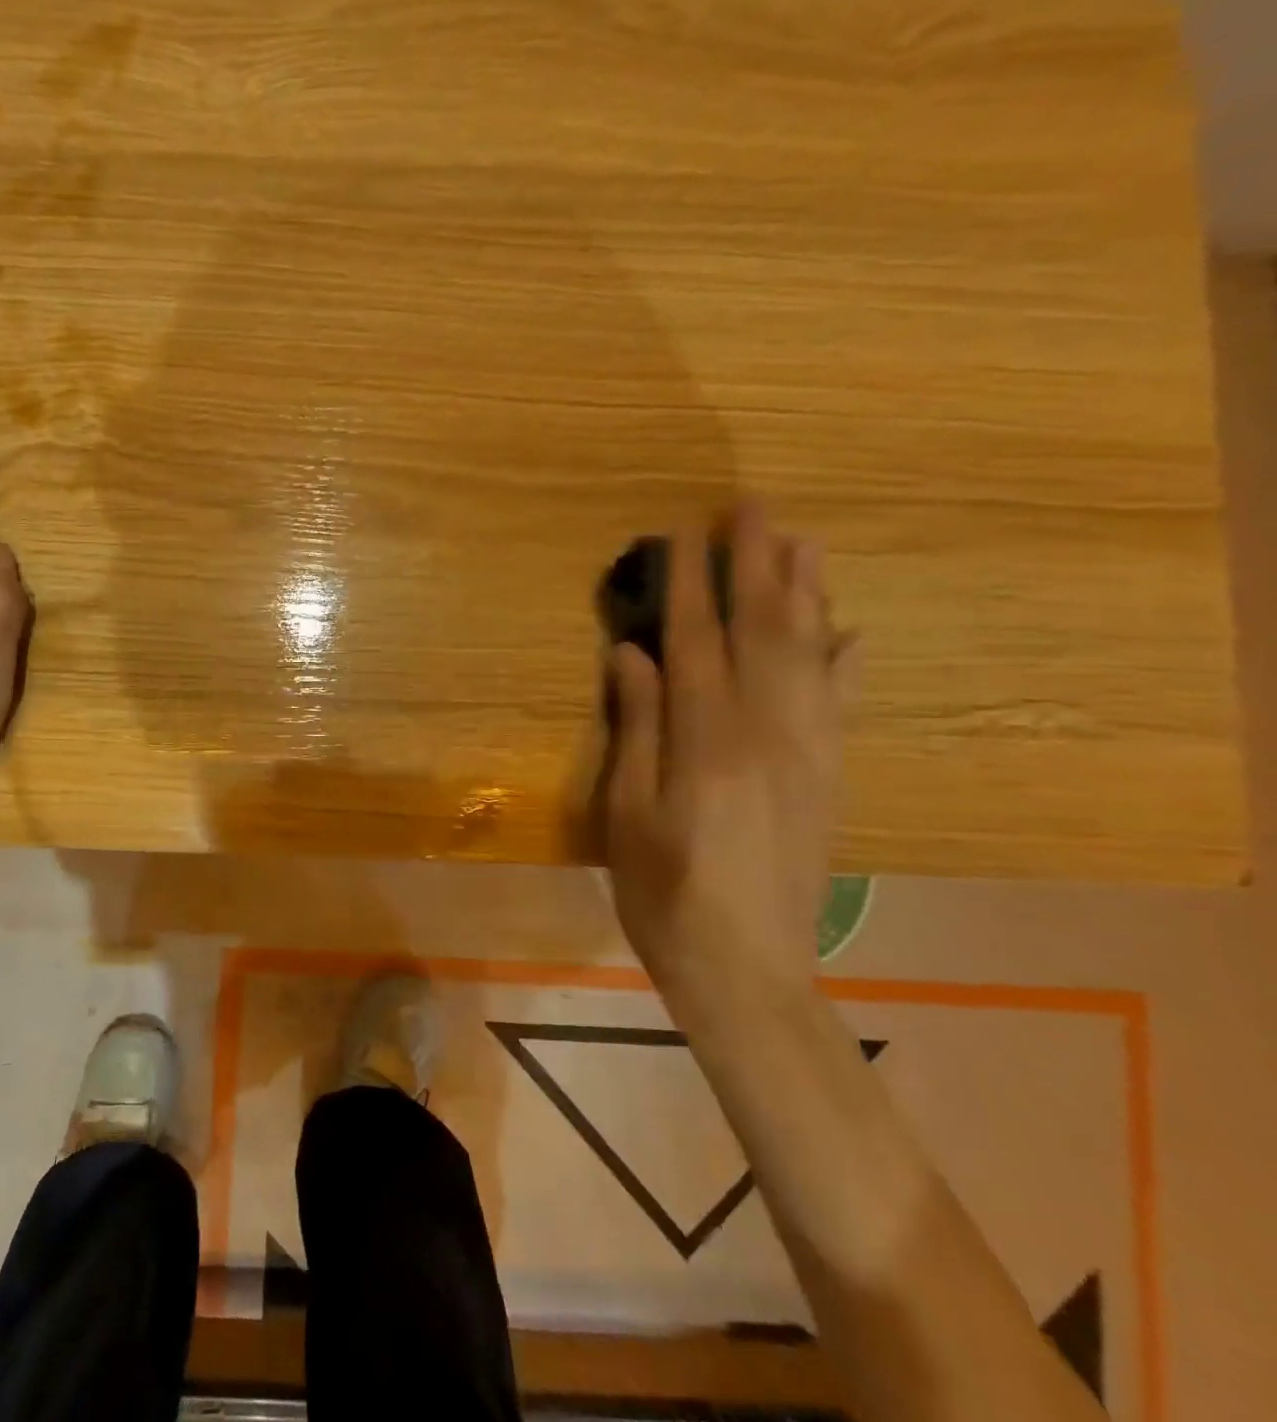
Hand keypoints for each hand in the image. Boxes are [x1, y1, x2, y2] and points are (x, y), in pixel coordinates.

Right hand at [601, 502, 853, 1000]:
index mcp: (708, 740)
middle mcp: (767, 732)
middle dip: (756, 565)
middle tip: (751, 508)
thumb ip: (637, 729)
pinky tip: (849, 631)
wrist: (749, 970)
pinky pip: (842, 703)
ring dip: (805, 594)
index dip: (690, 583)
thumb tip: (632, 655)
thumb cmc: (665, 894)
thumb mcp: (627, 814)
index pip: (698, 641)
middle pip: (763, 631)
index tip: (683, 531)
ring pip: (810, 655)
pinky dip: (845, 660)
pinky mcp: (827, 777)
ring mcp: (808, 753)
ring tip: (803, 542)